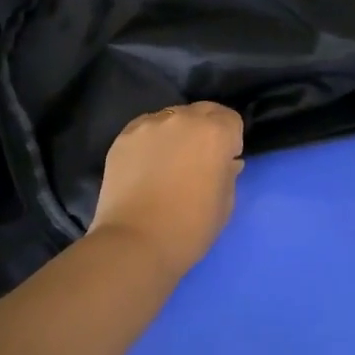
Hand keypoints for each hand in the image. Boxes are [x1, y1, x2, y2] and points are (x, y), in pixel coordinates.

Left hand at [89, 102, 244, 279]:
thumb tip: (226, 162)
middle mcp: (183, 119)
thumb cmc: (190, 227)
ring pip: (171, 117)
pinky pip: (145, 129)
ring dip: (177, 132)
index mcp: (215, 133)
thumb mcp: (225, 203)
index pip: (231, 119)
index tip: (224, 162)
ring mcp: (149, 125)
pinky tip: (147, 165)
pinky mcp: (123, 137)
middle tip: (199, 159)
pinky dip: (151, 140)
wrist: (135, 243)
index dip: (231, 140)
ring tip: (169, 162)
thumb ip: (228, 174)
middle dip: (206, 129)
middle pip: (202, 111)